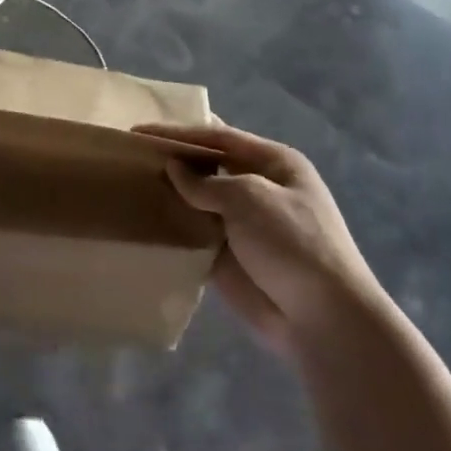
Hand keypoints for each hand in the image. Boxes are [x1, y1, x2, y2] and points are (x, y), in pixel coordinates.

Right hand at [136, 122, 377, 359]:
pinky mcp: (228, 257)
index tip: (140, 131)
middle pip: (208, 167)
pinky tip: (143, 222)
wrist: (322, 319)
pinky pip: (195, 235)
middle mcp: (258, 188)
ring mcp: (243, 225)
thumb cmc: (293, 243)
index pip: (219, 138)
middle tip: (130, 157)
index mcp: (274, 163)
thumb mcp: (250, 199)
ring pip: (198, 201)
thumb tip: (173, 169)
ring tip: (128, 186)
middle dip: (174, 161)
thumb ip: (207, 183)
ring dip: (170, 195)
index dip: (180, 133)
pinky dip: (173, 229)